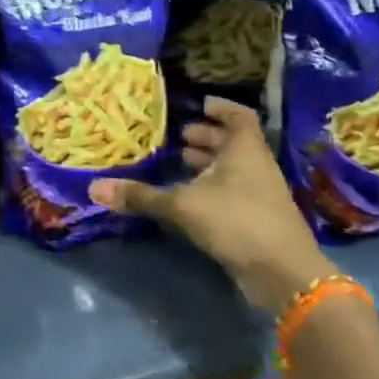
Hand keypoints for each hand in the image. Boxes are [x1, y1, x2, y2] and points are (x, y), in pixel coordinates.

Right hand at [89, 97, 329, 313]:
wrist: (283, 274)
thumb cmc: (237, 222)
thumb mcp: (182, 206)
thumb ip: (141, 197)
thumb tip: (94, 188)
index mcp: (245, 150)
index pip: (238, 116)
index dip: (219, 108)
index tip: (197, 104)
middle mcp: (255, 167)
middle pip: (233, 143)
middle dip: (205, 138)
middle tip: (176, 137)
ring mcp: (259, 195)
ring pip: (232, 170)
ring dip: (207, 165)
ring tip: (177, 164)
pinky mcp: (256, 220)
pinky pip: (231, 193)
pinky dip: (210, 190)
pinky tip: (187, 199)